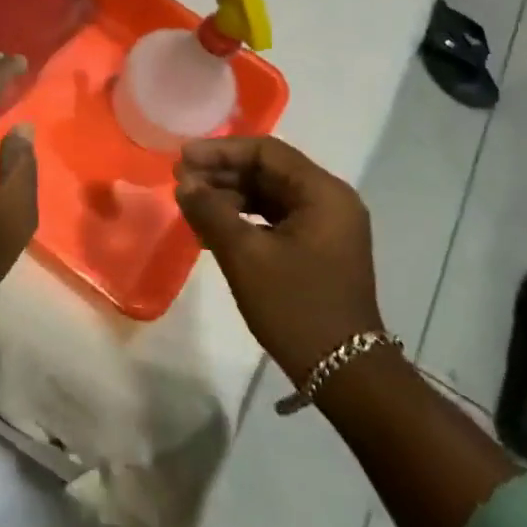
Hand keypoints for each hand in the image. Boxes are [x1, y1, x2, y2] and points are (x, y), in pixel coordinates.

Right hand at [174, 137, 382, 384]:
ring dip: (230, 196)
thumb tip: (184, 184)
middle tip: (181, 182)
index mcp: (323, 193)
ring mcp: (327, 226)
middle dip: (222, 174)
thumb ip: (211, 212)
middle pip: (269, 171)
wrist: (345, 374)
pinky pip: (276, 218)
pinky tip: (214, 229)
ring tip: (191, 206)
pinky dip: (245, 218)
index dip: (220, 151)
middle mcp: (330, 200)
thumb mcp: (246, 256)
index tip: (183, 159)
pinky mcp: (319, 248)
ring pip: (270, 195)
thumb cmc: (296, 307)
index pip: (266, 152)